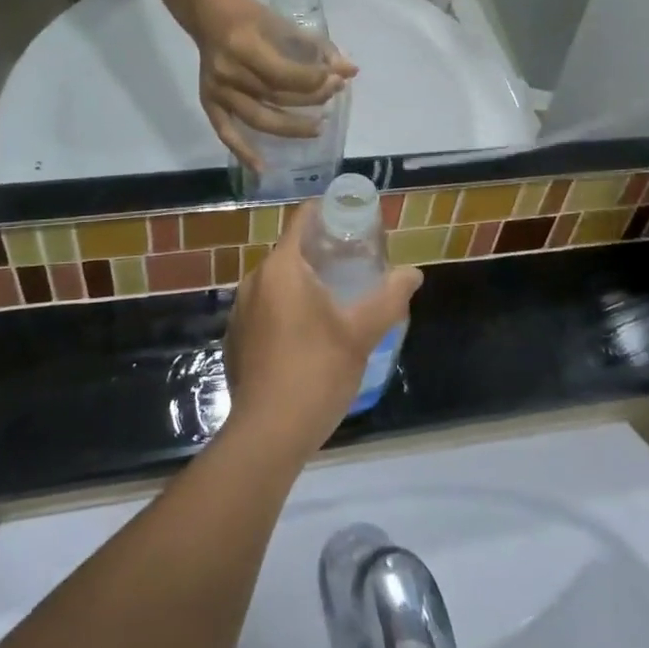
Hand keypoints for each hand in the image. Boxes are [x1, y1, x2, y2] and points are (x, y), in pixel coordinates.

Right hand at [174, 0, 357, 168]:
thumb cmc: (251, 16)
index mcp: (245, 47)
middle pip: (276, 96)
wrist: (208, 14)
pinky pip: (226, 132)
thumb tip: (350, 70)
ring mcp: (217, 91)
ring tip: (318, 128)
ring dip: (291, 127)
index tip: (335, 78)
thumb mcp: (283, 23)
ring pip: (259, 118)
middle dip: (311, 98)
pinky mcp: (209, 102)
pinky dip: (243, 152)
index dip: (314, 80)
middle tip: (334, 94)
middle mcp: (229, 72)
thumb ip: (317, 47)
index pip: (286, 74)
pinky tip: (262, 168)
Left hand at [223, 205, 422, 456]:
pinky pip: (264, 309)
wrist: (268, 434)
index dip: (328, 213)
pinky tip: (308, 335)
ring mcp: (239, 311)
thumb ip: (389, 298)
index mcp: (281, 268)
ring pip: (276, 283)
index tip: (353, 221)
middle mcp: (253, 281)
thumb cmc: (316, 372)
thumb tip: (413, 274)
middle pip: (290, 251)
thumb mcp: (361, 333)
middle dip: (321, 252)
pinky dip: (286, 309)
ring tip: (336, 299)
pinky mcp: (235, 339)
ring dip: (303, 284)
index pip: (302, 220)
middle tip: (355, 264)